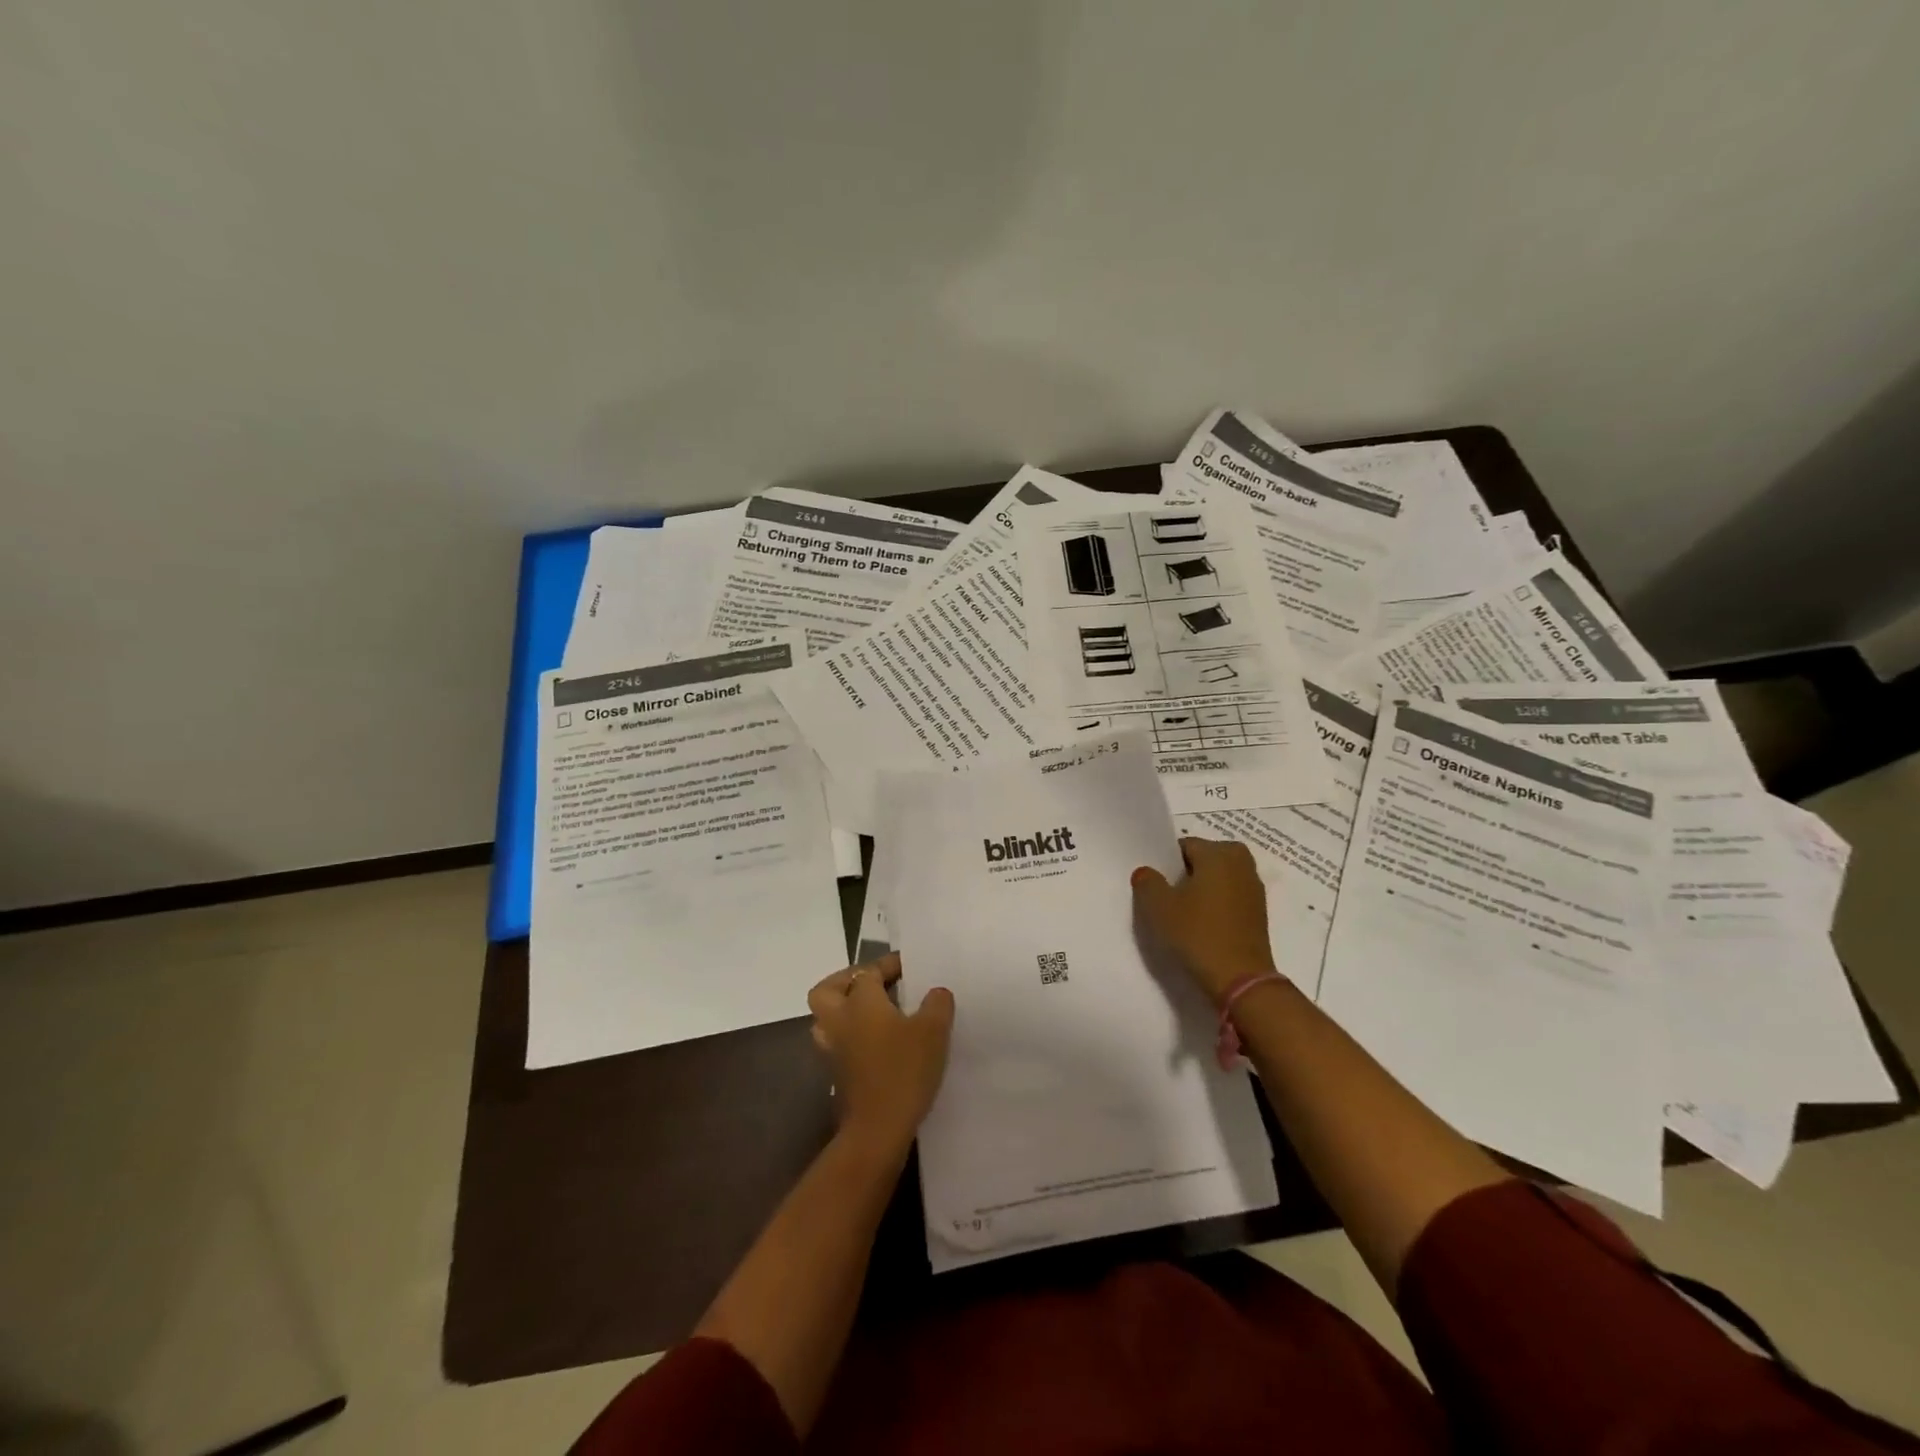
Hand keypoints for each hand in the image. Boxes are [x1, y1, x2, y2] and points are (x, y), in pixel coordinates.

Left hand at [807, 952, 954, 1157]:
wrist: (877, 1130)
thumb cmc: (904, 1070)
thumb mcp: (933, 1031)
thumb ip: (937, 1004)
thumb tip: (936, 992)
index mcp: (860, 1001)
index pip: (868, 971)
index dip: (888, 964)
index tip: (909, 966)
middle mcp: (839, 1020)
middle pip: (828, 990)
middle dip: (847, 981)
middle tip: (876, 984)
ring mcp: (833, 1049)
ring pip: (827, 1018)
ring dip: (845, 1010)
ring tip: (875, 1013)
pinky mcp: (836, 1075)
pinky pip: (837, 1043)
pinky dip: (851, 1037)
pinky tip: (878, 1044)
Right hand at [1132, 837, 1278, 1004]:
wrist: (1240, 979)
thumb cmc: (1197, 934)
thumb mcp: (1159, 907)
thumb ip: (1147, 882)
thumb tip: (1146, 872)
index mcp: (1220, 853)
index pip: (1185, 845)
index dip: (1166, 863)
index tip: (1155, 884)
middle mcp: (1241, 863)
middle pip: (1203, 859)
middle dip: (1185, 874)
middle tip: (1167, 897)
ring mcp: (1253, 888)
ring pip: (1217, 878)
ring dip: (1200, 889)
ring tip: (1182, 913)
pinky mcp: (1258, 912)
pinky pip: (1229, 896)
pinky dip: (1215, 904)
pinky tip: (1200, 925)